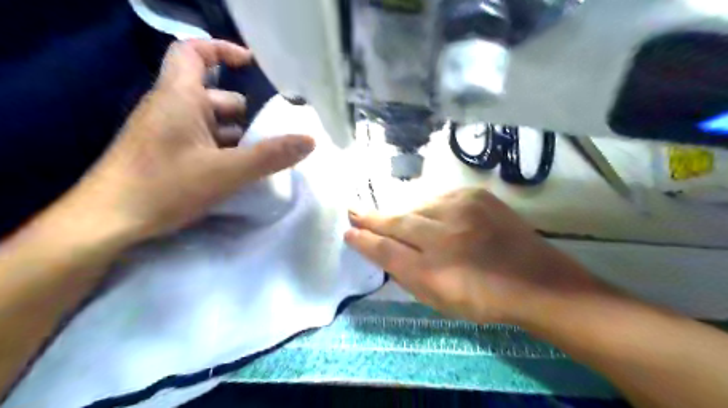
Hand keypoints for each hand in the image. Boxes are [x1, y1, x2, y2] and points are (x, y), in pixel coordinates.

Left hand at [67, 38, 315, 242]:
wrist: (106, 222)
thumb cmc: (164, 187)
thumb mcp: (226, 172)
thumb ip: (270, 155)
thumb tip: (310, 140)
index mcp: (179, 97)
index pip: (194, 52)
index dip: (223, 50)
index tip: (252, 64)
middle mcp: (170, 107)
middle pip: (213, 95)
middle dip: (244, 112)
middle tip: (272, 132)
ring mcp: (165, 132)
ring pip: (209, 122)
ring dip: (236, 135)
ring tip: (261, 156)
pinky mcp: (164, 152)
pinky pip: (200, 140)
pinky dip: (222, 149)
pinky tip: (237, 171)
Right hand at [345, 188, 603, 324]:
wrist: (535, 280)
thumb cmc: (483, 299)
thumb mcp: (438, 300)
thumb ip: (406, 275)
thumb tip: (382, 251)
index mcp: (433, 271)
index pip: (386, 250)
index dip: (364, 240)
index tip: (348, 232)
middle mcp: (444, 236)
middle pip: (397, 222)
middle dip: (371, 217)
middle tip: (353, 210)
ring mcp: (462, 210)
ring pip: (416, 206)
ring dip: (403, 213)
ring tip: (392, 217)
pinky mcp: (476, 196)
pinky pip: (439, 198)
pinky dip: (428, 207)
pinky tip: (428, 215)